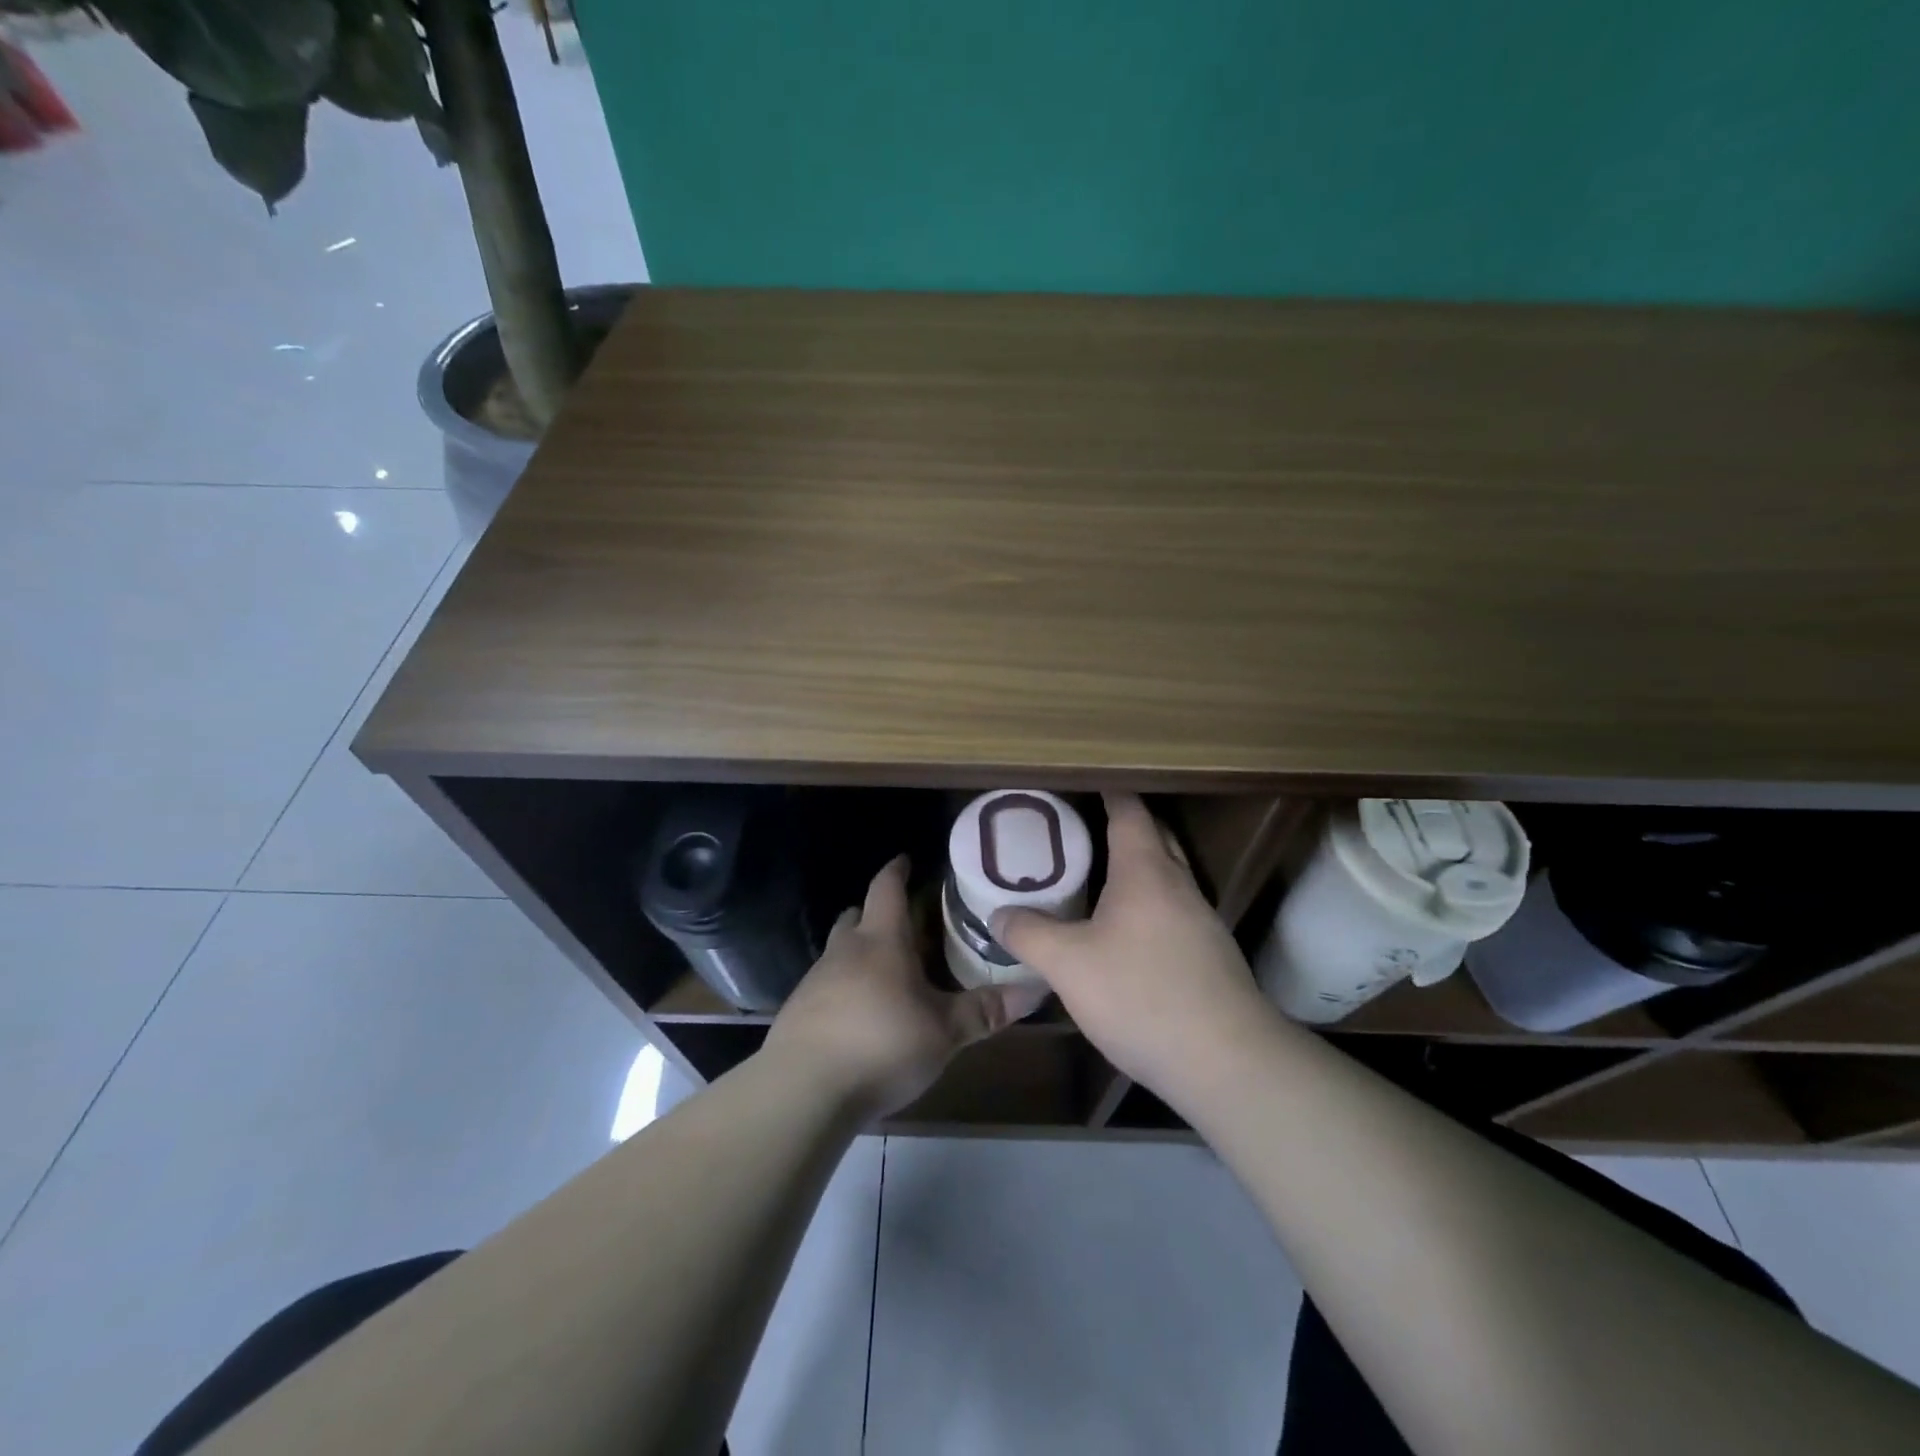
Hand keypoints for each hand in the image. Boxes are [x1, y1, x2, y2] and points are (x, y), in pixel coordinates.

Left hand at [765, 856, 1048, 1119]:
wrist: (803, 1090)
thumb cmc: (882, 1044)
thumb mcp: (944, 1031)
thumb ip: (986, 1010)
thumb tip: (1038, 988)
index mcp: (881, 941)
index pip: (887, 888)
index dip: (897, 870)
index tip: (907, 859)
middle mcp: (844, 951)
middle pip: (856, 916)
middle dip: (877, 912)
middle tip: (905, 922)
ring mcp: (815, 981)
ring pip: (839, 951)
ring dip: (860, 952)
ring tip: (887, 972)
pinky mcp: (798, 1012)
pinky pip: (825, 985)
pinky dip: (844, 987)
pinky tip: (859, 1014)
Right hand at [993, 793, 1275, 1097]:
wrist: (1227, 1062)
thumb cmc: (1142, 995)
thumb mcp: (1068, 965)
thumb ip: (1029, 934)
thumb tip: (999, 913)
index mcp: (1146, 871)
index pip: (1129, 811)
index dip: (1108, 790)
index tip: (1084, 780)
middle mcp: (1179, 885)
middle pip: (1154, 837)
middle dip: (1123, 824)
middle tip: (1081, 826)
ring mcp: (1201, 921)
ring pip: (1166, 876)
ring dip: (1136, 868)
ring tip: (1096, 876)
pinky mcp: (1210, 956)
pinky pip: (1172, 911)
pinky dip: (1147, 904)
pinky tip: (1124, 933)